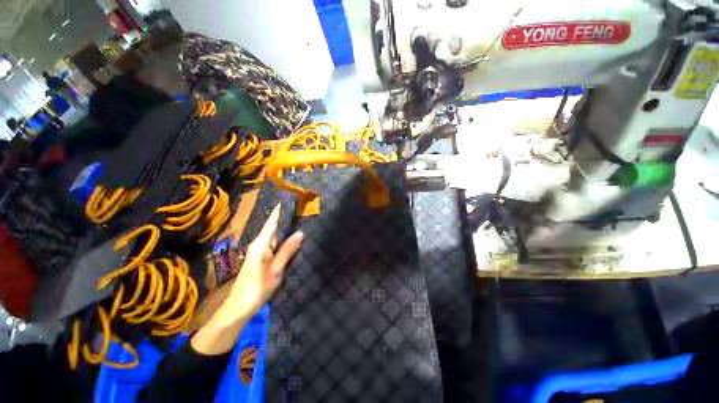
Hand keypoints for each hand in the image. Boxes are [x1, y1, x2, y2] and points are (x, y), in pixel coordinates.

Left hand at [225, 204, 303, 317]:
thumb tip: (300, 232)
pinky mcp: (263, 259)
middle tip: (303, 210)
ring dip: (287, 229)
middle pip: (275, 227)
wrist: (239, 307)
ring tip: (302, 221)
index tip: (290, 200)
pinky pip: (276, 245)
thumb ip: (287, 250)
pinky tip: (294, 240)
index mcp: (261, 243)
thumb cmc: (257, 287)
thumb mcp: (275, 268)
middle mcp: (260, 244)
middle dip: (287, 218)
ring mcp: (261, 252)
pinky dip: (285, 240)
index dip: (280, 210)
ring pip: (276, 236)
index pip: (272, 222)